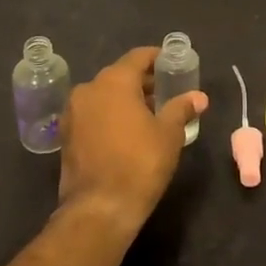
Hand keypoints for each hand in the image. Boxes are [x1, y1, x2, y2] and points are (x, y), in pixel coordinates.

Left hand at [57, 46, 208, 235]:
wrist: (99, 209)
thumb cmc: (140, 164)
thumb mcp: (169, 134)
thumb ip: (181, 109)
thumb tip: (199, 97)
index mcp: (114, 81)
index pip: (138, 57)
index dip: (157, 58)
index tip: (172, 63)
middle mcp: (89, 89)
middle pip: (120, 75)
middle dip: (143, 81)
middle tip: (166, 91)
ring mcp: (73, 113)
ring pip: (104, 95)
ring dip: (126, 99)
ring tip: (150, 113)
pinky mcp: (66, 135)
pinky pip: (93, 113)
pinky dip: (110, 115)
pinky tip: (128, 131)